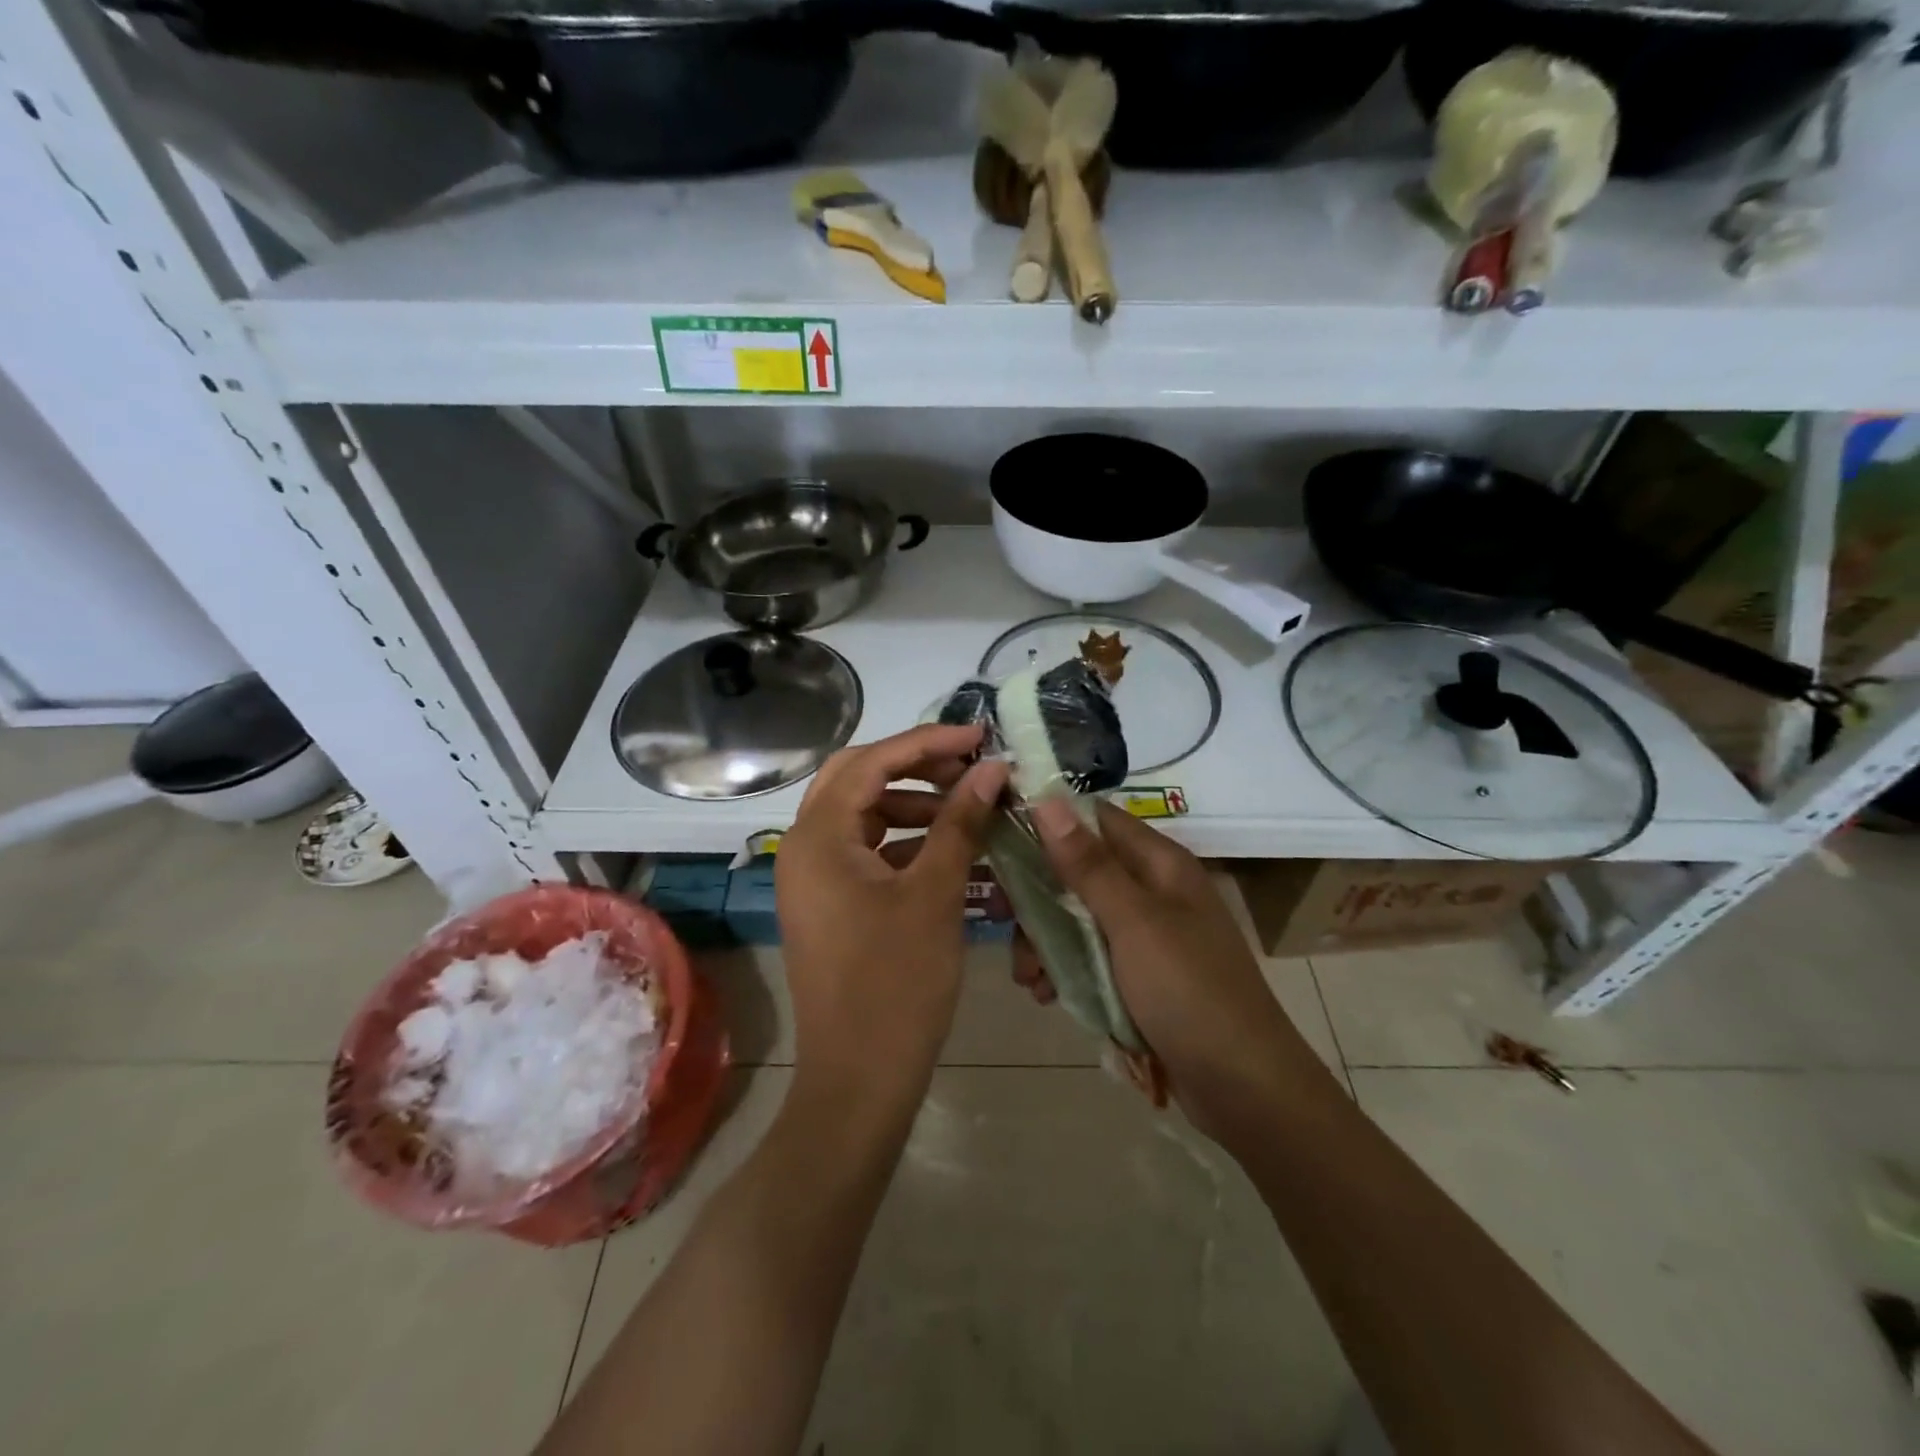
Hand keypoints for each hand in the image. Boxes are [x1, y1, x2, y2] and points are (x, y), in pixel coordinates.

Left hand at [776, 724, 1008, 1113]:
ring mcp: (813, 878)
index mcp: (818, 837)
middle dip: (916, 768)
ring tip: (971, 811)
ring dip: (916, 807)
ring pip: (864, 817)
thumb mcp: (935, 894)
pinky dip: (907, 845)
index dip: (927, 742)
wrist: (859, 1081)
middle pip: (858, 781)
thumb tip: (992, 769)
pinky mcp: (829, 904)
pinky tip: (952, 852)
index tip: (980, 739)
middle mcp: (804, 848)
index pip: (871, 762)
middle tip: (971, 769)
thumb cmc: (897, 983)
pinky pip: (867, 853)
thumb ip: (961, 822)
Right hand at [1020, 798, 1322, 1136]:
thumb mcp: (1133, 923)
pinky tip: (1045, 994)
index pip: (1094, 817)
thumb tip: (1047, 798)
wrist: (1244, 1089)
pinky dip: (1063, 969)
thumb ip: (1088, 864)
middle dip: (1037, 894)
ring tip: (1027, 976)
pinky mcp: (1139, 976)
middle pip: (1078, 870)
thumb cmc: (1189, 992)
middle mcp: (1151, 890)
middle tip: (1002, 918)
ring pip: (1077, 917)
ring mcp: (1145, 935)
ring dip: (1044, 940)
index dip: (1046, 818)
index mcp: (1159, 864)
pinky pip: (1089, 957)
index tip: (998, 833)